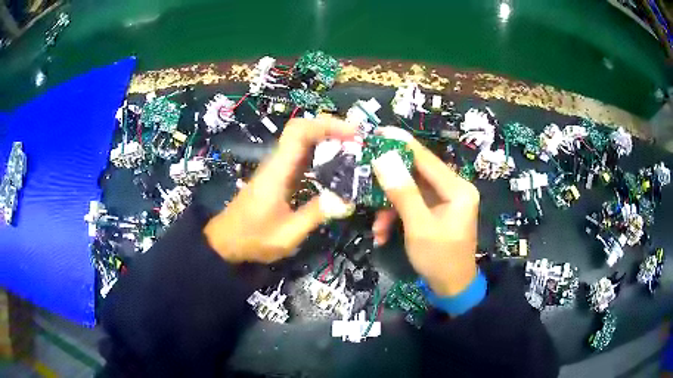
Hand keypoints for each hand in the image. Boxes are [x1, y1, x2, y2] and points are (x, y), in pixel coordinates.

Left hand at [204, 115, 355, 263]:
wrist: (227, 240)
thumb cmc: (253, 238)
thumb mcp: (287, 235)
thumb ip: (316, 215)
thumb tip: (347, 200)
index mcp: (278, 171)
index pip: (299, 132)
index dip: (326, 126)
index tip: (353, 134)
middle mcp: (277, 162)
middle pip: (303, 130)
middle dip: (332, 129)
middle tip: (359, 142)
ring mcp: (278, 168)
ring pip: (303, 141)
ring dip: (328, 140)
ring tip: (354, 152)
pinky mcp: (280, 175)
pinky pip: (302, 156)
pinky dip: (321, 155)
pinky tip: (336, 168)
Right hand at [371, 127, 479, 295]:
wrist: (451, 288)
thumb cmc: (439, 258)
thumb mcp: (419, 226)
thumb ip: (403, 192)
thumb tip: (384, 159)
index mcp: (457, 189)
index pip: (426, 159)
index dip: (402, 144)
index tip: (379, 132)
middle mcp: (453, 190)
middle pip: (416, 174)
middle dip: (389, 182)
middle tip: (365, 174)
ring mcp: (443, 201)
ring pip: (410, 191)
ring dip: (389, 207)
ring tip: (376, 227)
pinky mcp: (434, 212)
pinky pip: (411, 205)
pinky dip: (396, 216)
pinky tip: (382, 234)